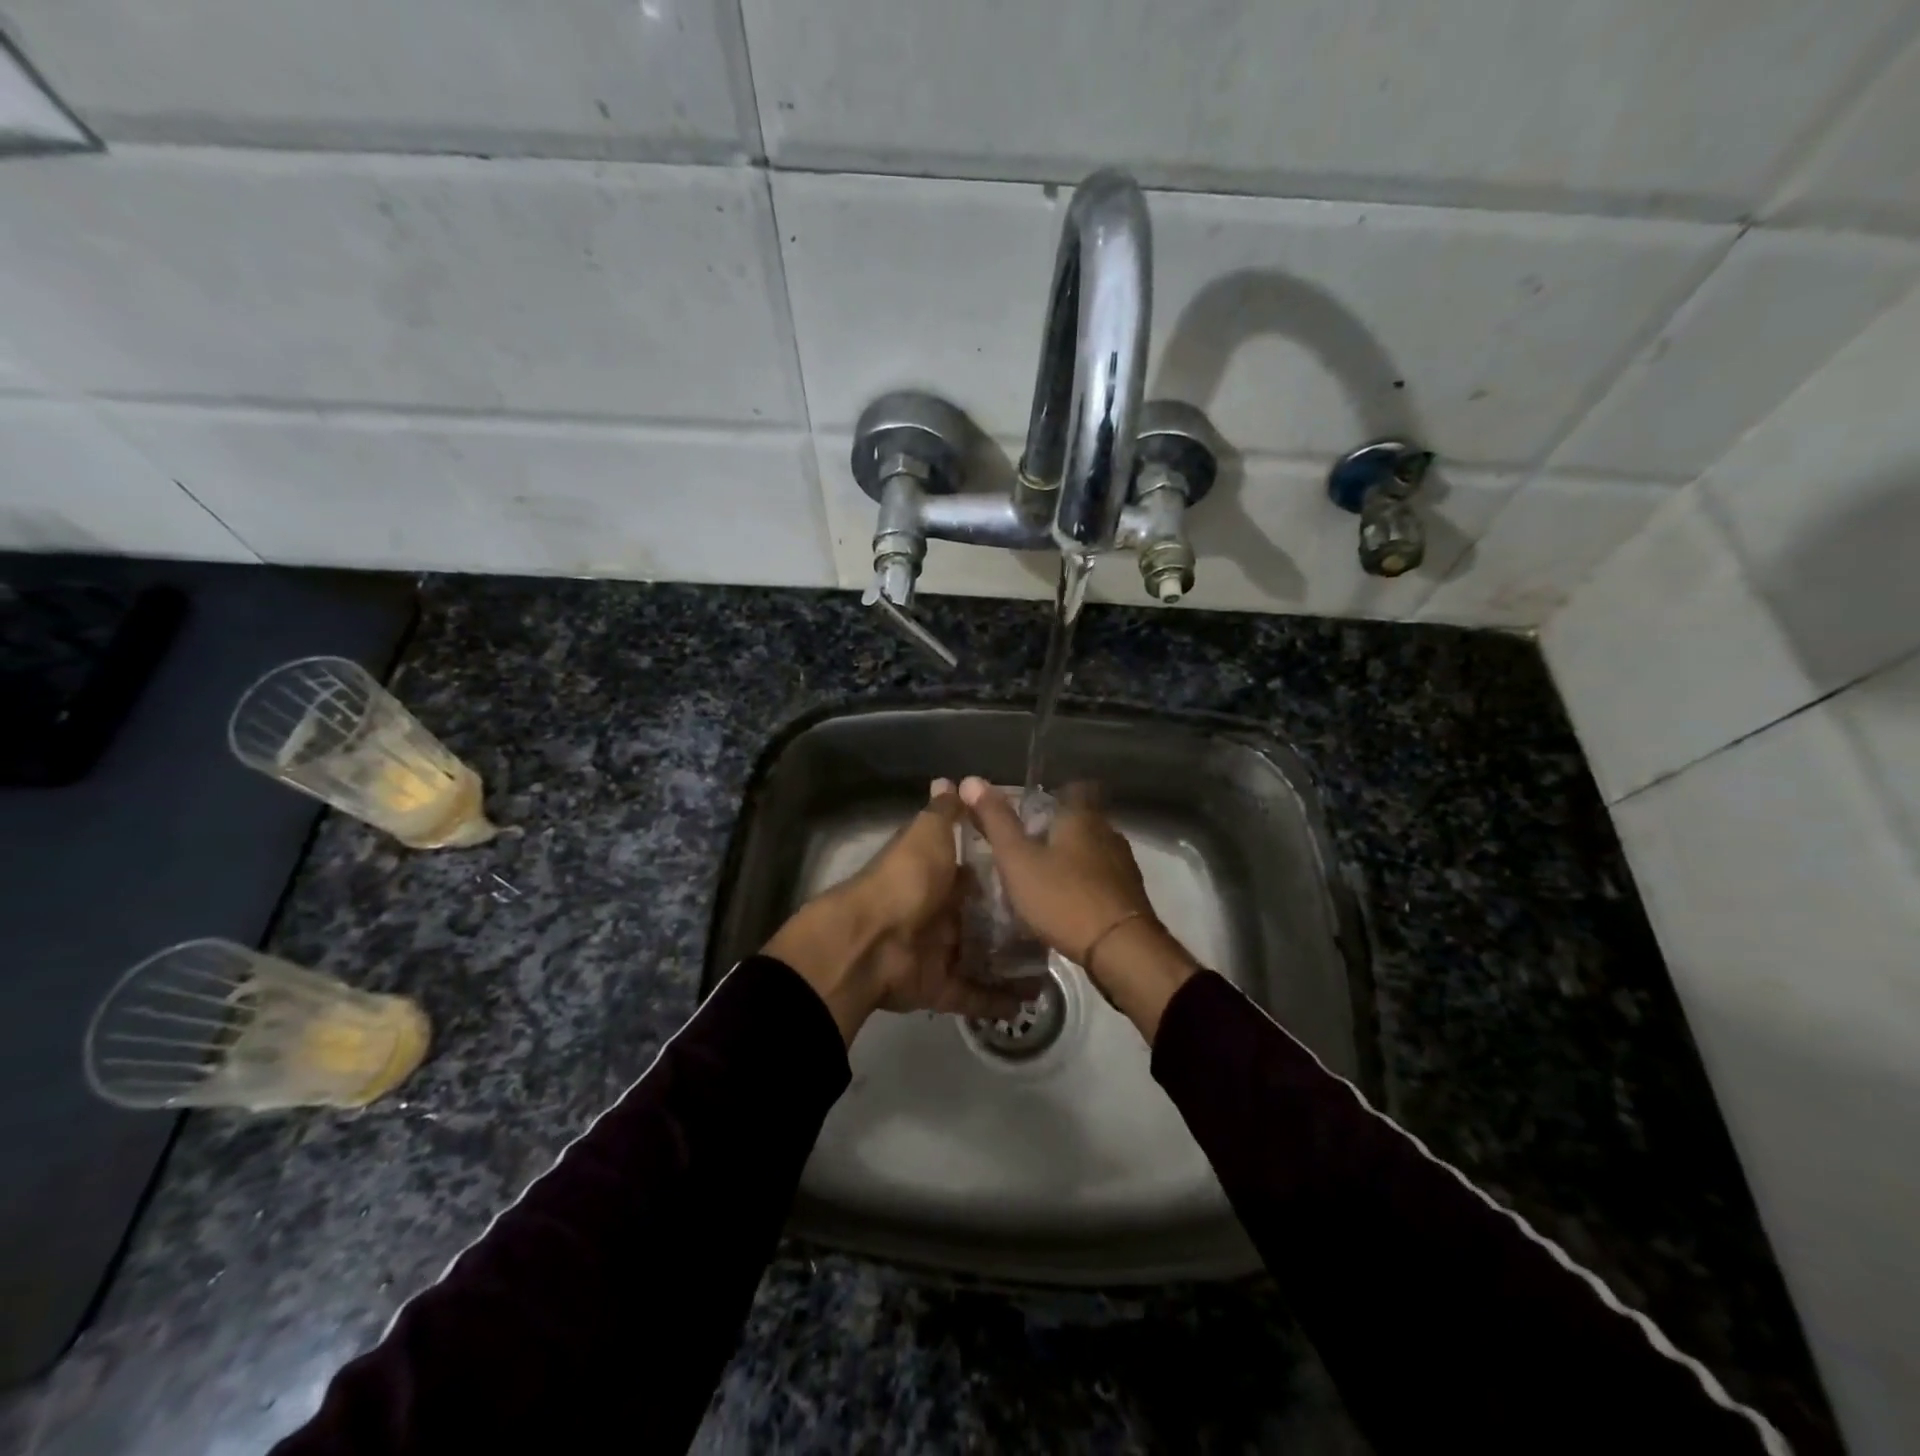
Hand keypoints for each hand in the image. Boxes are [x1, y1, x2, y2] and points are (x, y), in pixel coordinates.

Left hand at [764, 780, 1035, 1044]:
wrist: (870, 941)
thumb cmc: (906, 880)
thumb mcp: (927, 835)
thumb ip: (943, 813)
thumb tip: (948, 779)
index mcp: (936, 877)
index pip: (975, 874)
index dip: (1003, 874)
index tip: (1040, 875)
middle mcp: (938, 914)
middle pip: (982, 920)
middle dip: (1014, 923)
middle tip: (1057, 925)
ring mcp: (938, 953)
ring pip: (983, 958)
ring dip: (1013, 963)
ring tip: (1054, 965)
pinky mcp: (939, 987)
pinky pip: (973, 995)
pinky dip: (998, 1000)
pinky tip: (1032, 1000)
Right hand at [959, 777, 1197, 1039]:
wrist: (1120, 949)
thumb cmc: (1063, 897)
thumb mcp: (1017, 859)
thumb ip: (995, 821)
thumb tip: (971, 780)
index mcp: (1082, 817)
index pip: (1075, 787)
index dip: (1055, 793)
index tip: (1033, 807)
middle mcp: (1108, 833)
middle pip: (1083, 820)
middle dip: (1058, 830)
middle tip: (1028, 846)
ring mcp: (1123, 865)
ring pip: (1094, 850)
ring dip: (1072, 860)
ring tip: (1044, 878)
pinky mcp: (1130, 896)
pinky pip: (1103, 879)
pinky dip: (1085, 885)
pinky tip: (1067, 904)